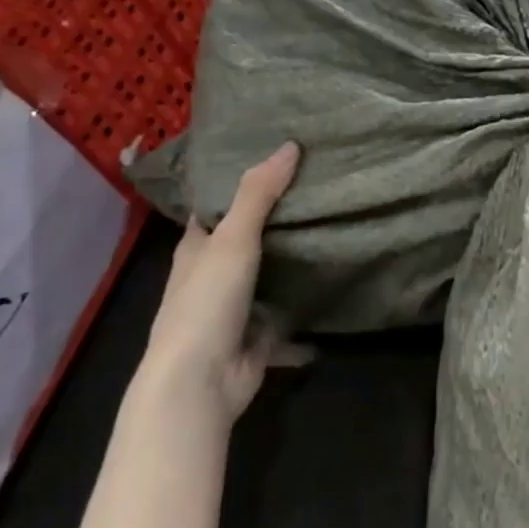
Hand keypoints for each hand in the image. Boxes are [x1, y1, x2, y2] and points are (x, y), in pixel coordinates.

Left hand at [141, 142, 311, 424]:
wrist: (200, 382)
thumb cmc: (207, 302)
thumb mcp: (233, 238)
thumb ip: (258, 194)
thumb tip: (290, 145)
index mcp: (195, 251)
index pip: (213, 210)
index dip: (235, 188)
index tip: (273, 164)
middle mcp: (211, 278)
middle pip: (243, 242)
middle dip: (273, 223)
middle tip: (315, 192)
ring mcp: (234, 311)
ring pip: (265, 279)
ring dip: (290, 265)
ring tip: (331, 231)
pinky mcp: (256, 339)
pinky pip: (285, 319)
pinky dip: (304, 312)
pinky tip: (333, 292)